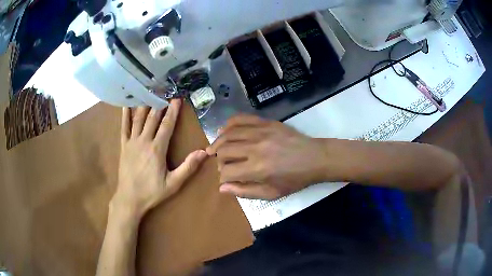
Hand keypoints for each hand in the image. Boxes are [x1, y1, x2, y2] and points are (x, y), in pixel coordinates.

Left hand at [113, 100, 207, 217]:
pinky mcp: (123, 145)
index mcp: (157, 149)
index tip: (177, 99)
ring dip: (145, 104)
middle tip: (165, 91)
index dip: (173, 111)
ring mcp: (132, 142)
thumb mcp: (173, 183)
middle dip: (160, 103)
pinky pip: (124, 127)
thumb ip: (188, 167)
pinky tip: (126, 105)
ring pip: (138, 119)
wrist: (129, 199)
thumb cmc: (152, 192)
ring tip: (149, 92)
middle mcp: (144, 141)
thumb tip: (204, 152)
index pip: (167, 125)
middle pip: (153, 118)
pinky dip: (125, 115)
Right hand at [206, 115, 327, 199]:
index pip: (226, 172)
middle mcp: (255, 148)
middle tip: (223, 165)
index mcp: (257, 169)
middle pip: (224, 151)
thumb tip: (222, 188)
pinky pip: (241, 119)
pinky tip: (224, 131)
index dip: (222, 177)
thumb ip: (245, 192)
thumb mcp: (272, 193)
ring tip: (215, 149)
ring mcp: (260, 132)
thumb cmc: (295, 179)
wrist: (314, 158)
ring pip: (228, 134)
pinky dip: (229, 124)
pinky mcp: (265, 122)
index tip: (226, 179)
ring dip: (218, 142)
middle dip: (218, 160)